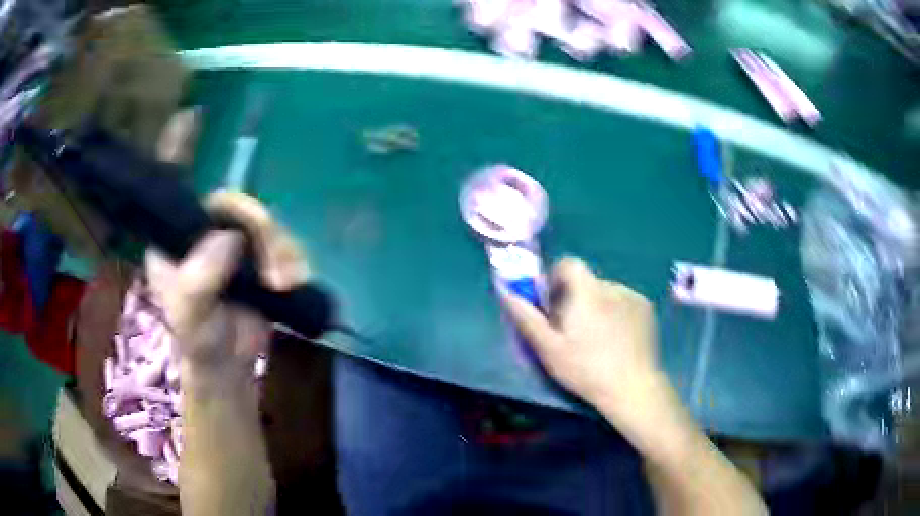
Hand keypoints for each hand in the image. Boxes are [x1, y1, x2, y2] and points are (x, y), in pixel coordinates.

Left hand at [145, 192, 308, 385]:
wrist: (228, 366)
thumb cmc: (202, 343)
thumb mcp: (191, 316)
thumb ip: (199, 280)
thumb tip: (230, 237)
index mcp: (178, 239)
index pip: (207, 206)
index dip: (235, 212)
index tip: (256, 237)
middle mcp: (205, 234)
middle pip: (244, 212)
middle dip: (267, 239)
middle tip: (278, 277)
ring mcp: (234, 245)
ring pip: (268, 227)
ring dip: (285, 253)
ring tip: (288, 285)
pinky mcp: (259, 259)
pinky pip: (283, 245)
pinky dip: (295, 261)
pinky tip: (296, 282)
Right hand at [501, 257, 666, 425]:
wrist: (632, 387)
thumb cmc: (586, 369)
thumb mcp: (549, 349)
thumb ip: (527, 318)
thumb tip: (506, 293)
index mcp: (586, 291)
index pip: (569, 263)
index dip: (556, 278)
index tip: (552, 304)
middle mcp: (611, 286)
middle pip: (586, 282)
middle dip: (574, 298)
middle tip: (571, 330)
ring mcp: (633, 296)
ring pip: (605, 293)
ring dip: (596, 306)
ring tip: (596, 338)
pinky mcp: (646, 309)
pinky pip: (623, 302)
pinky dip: (615, 313)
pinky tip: (616, 339)